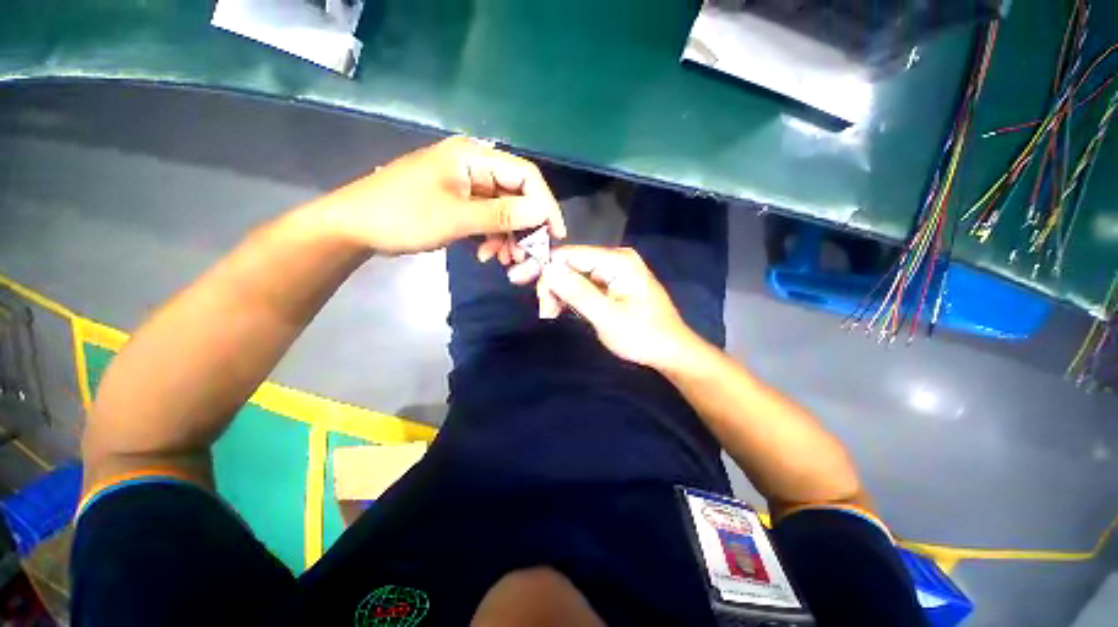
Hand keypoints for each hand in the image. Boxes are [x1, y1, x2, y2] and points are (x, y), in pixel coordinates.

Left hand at [311, 136, 565, 255]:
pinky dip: (493, 238)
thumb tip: (542, 213)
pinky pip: (488, 219)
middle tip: (526, 256)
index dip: (545, 205)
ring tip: (504, 260)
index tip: (555, 236)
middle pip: (517, 195)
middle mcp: (475, 165)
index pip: (526, 176)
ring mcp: (467, 184)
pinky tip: (486, 254)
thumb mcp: (457, 218)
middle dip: (525, 228)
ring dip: (509, 237)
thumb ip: (502, 215)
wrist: (356, 227)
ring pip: (504, 211)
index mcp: (473, 156)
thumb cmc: (403, 215)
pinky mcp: (461, 201)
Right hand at [528, 246, 703, 369]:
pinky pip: (583, 285)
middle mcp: (615, 260)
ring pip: (574, 276)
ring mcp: (614, 272)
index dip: (543, 266)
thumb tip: (547, 269)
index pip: (570, 255)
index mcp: (618, 261)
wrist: (670, 352)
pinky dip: (570, 298)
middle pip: (571, 264)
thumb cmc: (642, 336)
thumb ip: (577, 292)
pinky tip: (561, 310)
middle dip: (552, 285)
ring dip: (559, 294)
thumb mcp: (607, 317)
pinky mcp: (612, 285)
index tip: (518, 279)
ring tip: (550, 314)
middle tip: (543, 310)